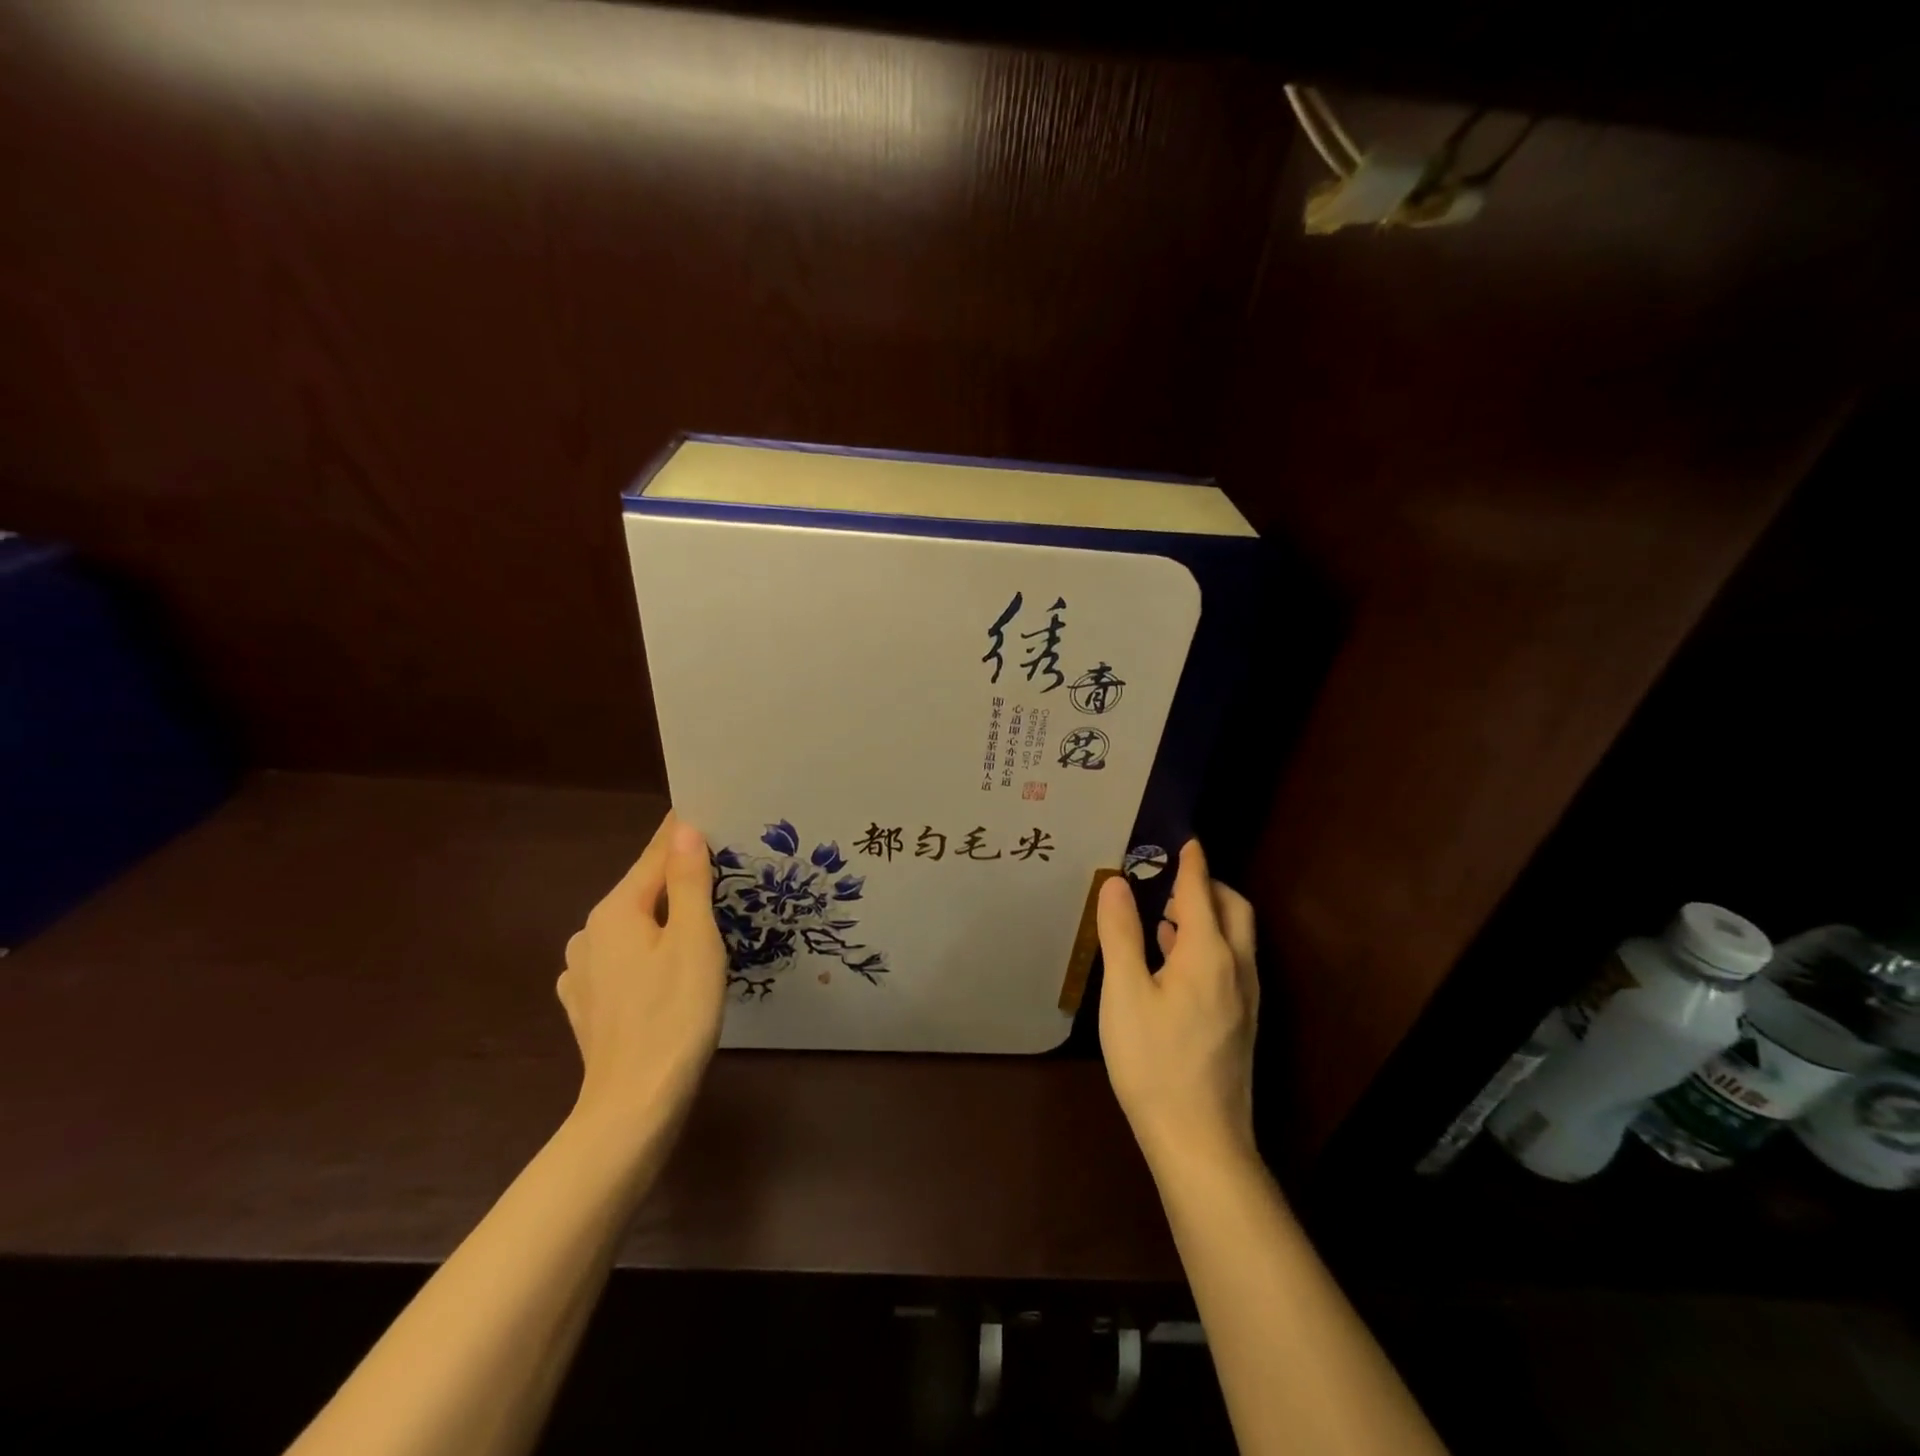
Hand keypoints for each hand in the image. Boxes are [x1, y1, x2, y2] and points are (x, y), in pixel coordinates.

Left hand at [556, 813, 726, 1151]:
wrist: (634, 1105)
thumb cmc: (675, 1014)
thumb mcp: (695, 941)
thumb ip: (689, 881)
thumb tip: (684, 829)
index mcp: (615, 911)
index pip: (655, 856)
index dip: (683, 834)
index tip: (709, 813)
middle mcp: (589, 934)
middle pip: (643, 891)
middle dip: (678, 878)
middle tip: (721, 868)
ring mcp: (582, 973)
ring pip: (633, 928)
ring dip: (663, 918)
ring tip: (701, 920)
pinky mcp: (588, 1005)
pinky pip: (623, 960)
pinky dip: (647, 952)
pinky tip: (666, 968)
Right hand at [1097, 839, 1259, 1171]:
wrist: (1200, 1140)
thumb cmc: (1154, 1062)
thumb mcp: (1125, 994)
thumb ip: (1121, 934)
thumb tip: (1115, 883)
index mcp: (1208, 954)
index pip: (1201, 891)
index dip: (1192, 862)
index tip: (1186, 839)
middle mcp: (1236, 968)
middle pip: (1233, 909)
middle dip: (1208, 885)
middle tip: (1172, 876)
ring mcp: (1244, 999)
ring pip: (1236, 938)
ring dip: (1208, 915)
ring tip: (1166, 912)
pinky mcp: (1241, 1023)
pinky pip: (1231, 963)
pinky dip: (1209, 944)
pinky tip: (1174, 962)